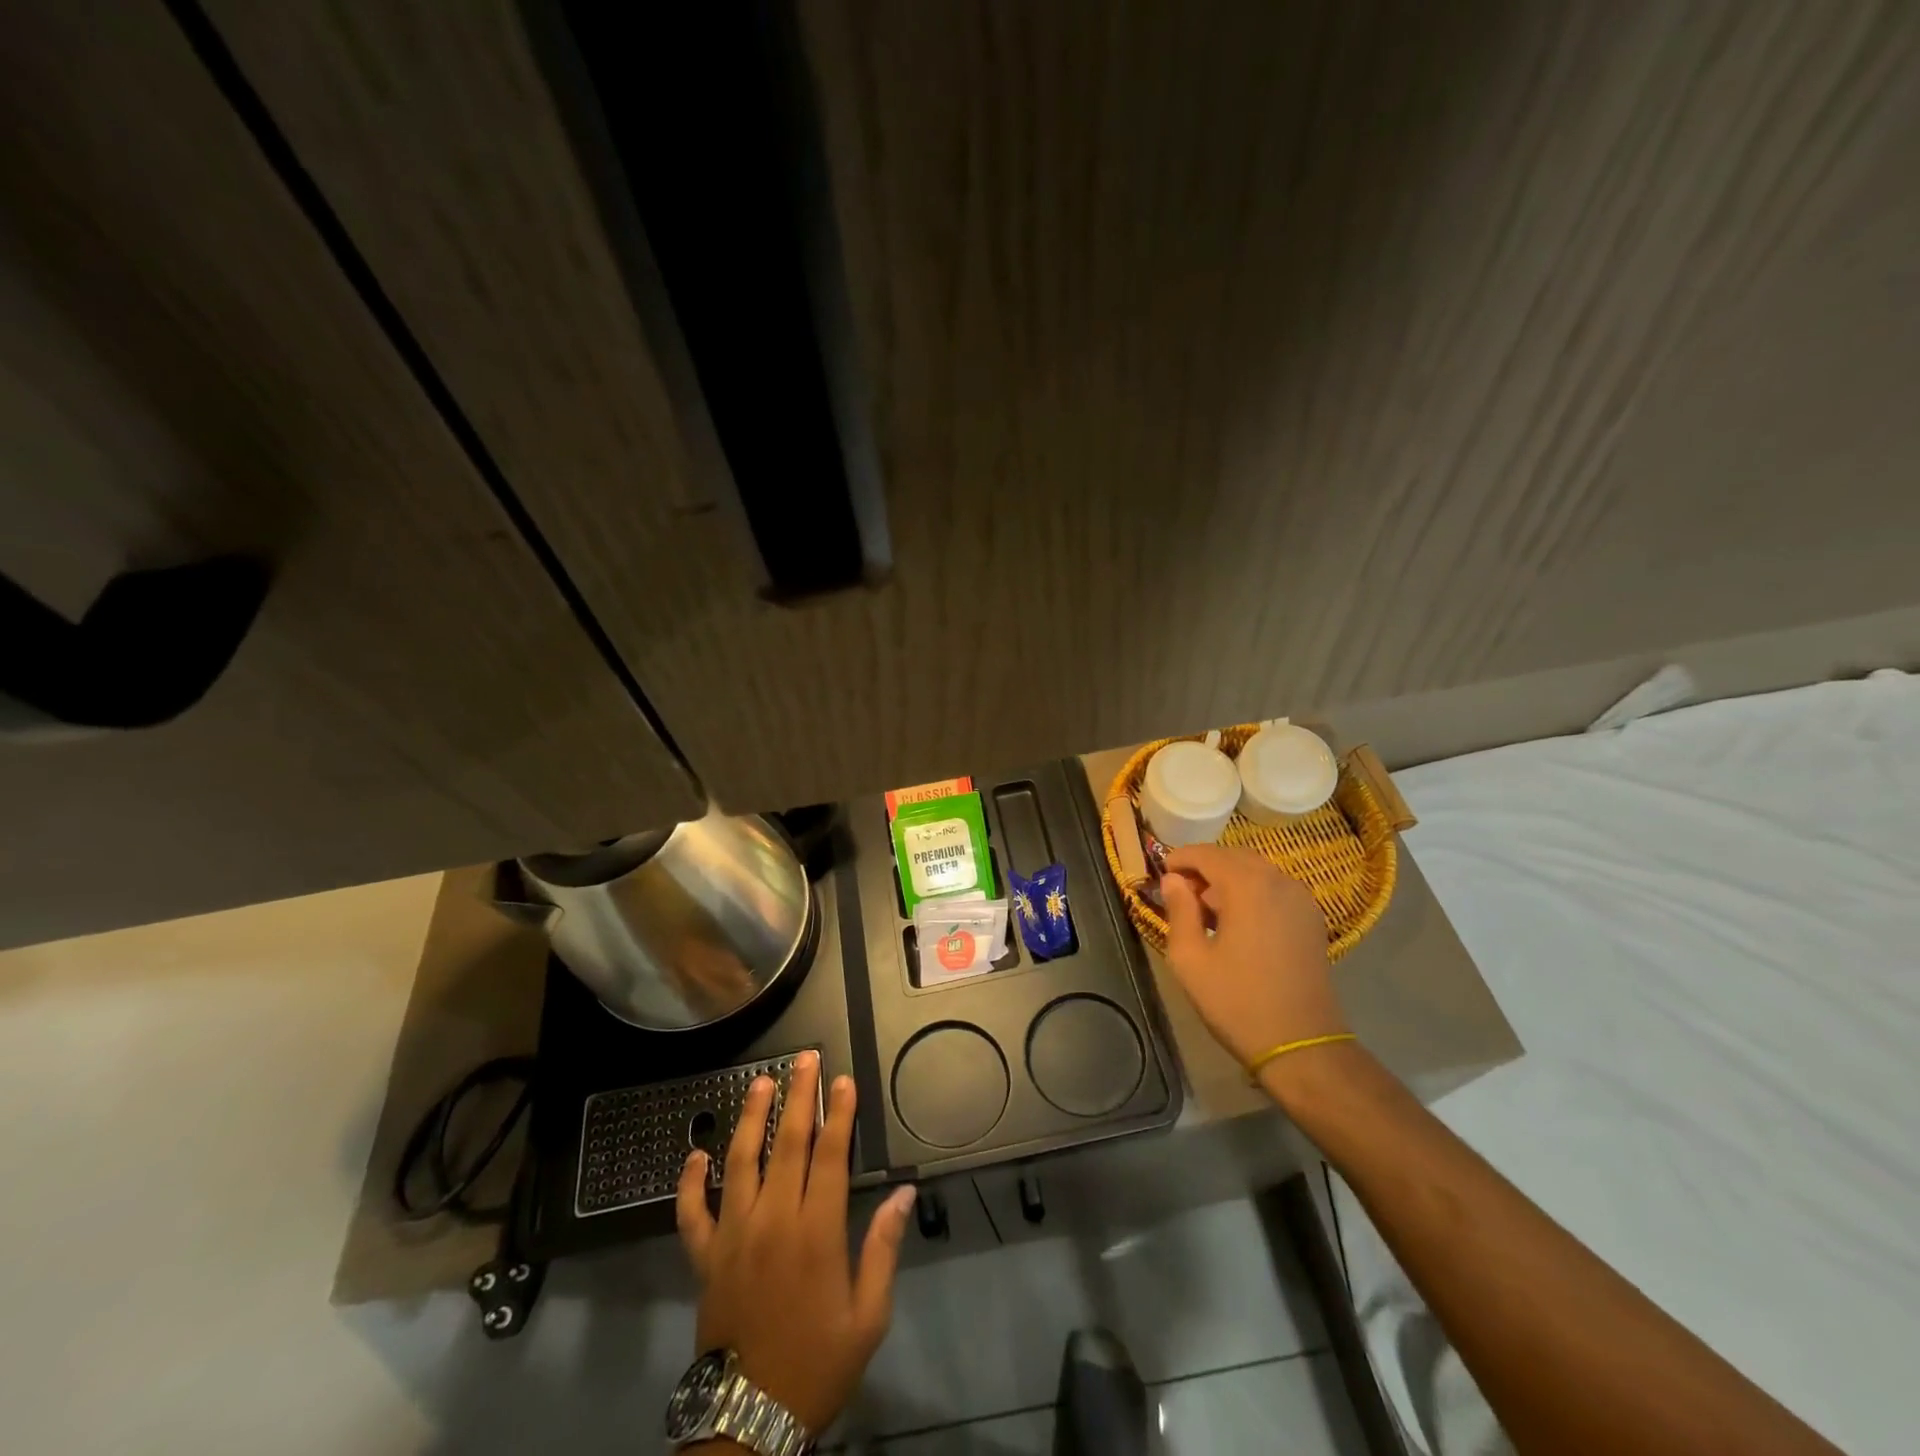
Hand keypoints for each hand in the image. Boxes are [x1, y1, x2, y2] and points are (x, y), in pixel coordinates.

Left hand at [675, 1050, 916, 1434]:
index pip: (830, 1155)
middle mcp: (773, 1220)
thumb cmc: (818, 1363)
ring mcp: (733, 1235)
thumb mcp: (868, 1315)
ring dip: (751, 1117)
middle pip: (787, 1143)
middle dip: (799, 1096)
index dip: (839, 1113)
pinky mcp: (705, 1256)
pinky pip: (692, 1212)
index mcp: (816, 1232)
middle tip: (805, 1058)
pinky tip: (694, 1155)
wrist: (750, 1418)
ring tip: (760, 1081)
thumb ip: (884, 1248)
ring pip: (740, 1161)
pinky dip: (690, 1182)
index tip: (844, 1080)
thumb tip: (904, 1193)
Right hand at [1160, 844, 1347, 1068]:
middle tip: (1181, 891)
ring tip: (1206, 909)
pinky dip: (1252, 891)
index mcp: (1247, 886)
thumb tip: (1173, 880)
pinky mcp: (1312, 919)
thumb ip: (1178, 911)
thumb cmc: (1237, 1001)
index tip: (1162, 873)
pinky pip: (1275, 889)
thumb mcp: (1190, 958)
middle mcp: (1279, 882)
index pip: (1207, 854)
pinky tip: (1238, 921)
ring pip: (1257, 871)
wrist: (1301, 1045)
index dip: (1180, 858)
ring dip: (1229, 879)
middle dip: (1205, 867)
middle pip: (1234, 857)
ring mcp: (1301, 899)